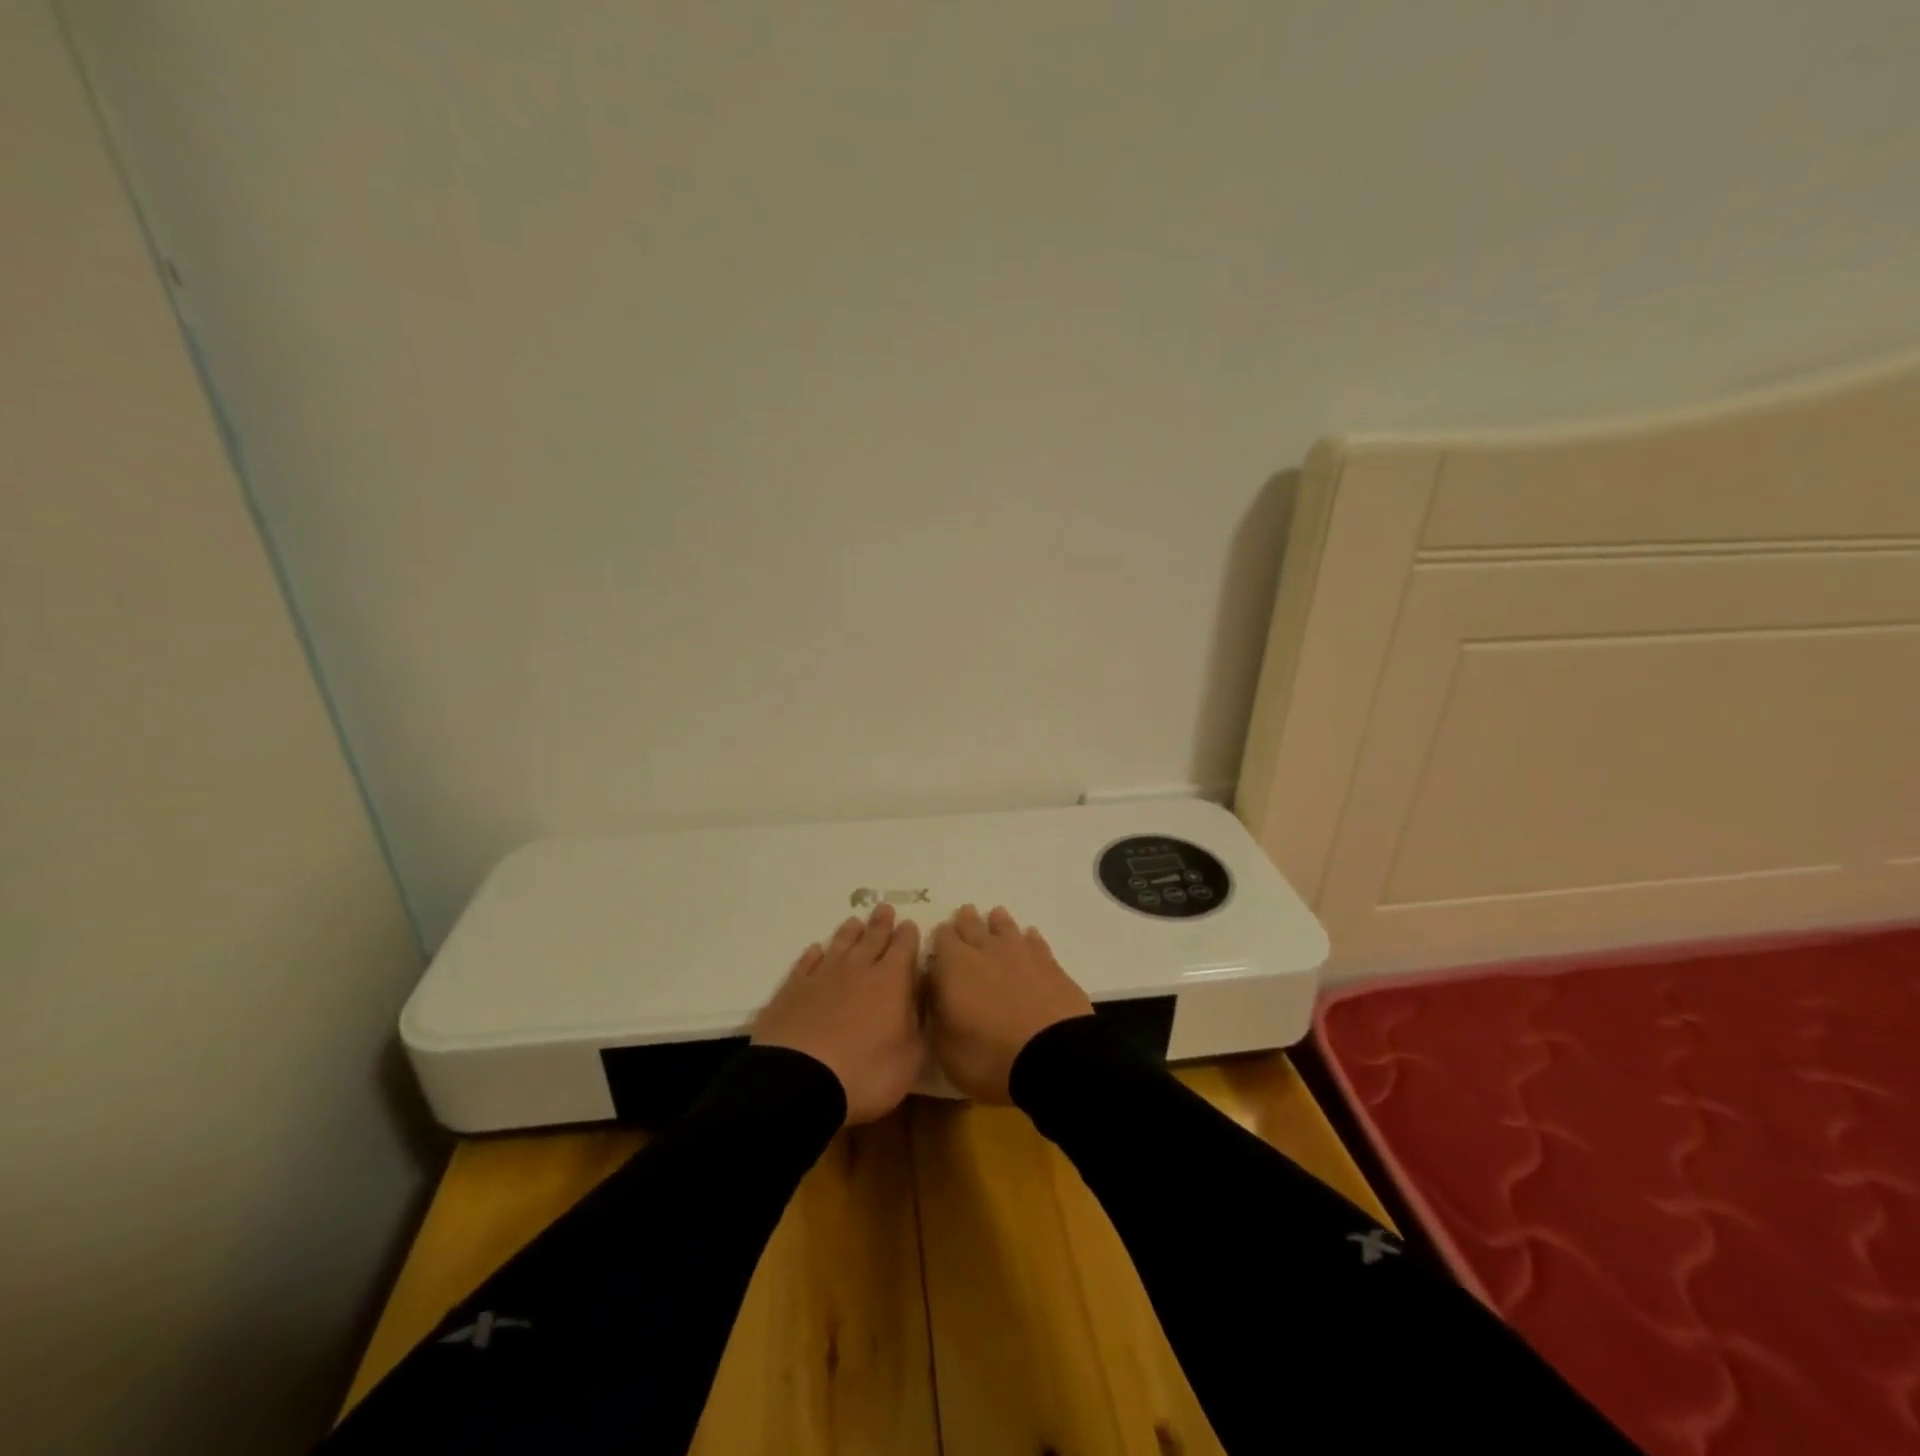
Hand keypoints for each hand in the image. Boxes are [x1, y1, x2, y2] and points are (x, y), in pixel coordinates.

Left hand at [751, 904, 923, 1123]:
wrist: (799, 1082)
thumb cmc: (865, 1073)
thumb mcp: (910, 1058)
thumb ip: (919, 1024)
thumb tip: (923, 1000)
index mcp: (891, 982)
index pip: (904, 949)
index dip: (908, 936)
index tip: (910, 924)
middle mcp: (857, 970)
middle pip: (871, 940)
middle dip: (881, 924)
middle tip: (884, 908)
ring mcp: (821, 978)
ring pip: (839, 946)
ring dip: (848, 934)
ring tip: (854, 922)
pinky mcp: (791, 991)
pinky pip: (805, 964)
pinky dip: (812, 955)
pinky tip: (815, 950)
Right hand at [926, 904, 1092, 1102]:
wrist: (1053, 1058)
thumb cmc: (988, 1056)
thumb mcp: (944, 1047)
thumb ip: (936, 1013)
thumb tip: (935, 992)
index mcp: (954, 966)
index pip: (941, 938)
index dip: (939, 938)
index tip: (938, 941)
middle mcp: (986, 950)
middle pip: (972, 926)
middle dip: (966, 921)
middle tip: (964, 914)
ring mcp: (1022, 953)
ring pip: (1006, 927)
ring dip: (998, 922)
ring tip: (995, 916)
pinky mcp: (1051, 965)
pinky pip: (1036, 942)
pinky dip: (1029, 938)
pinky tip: (1030, 937)